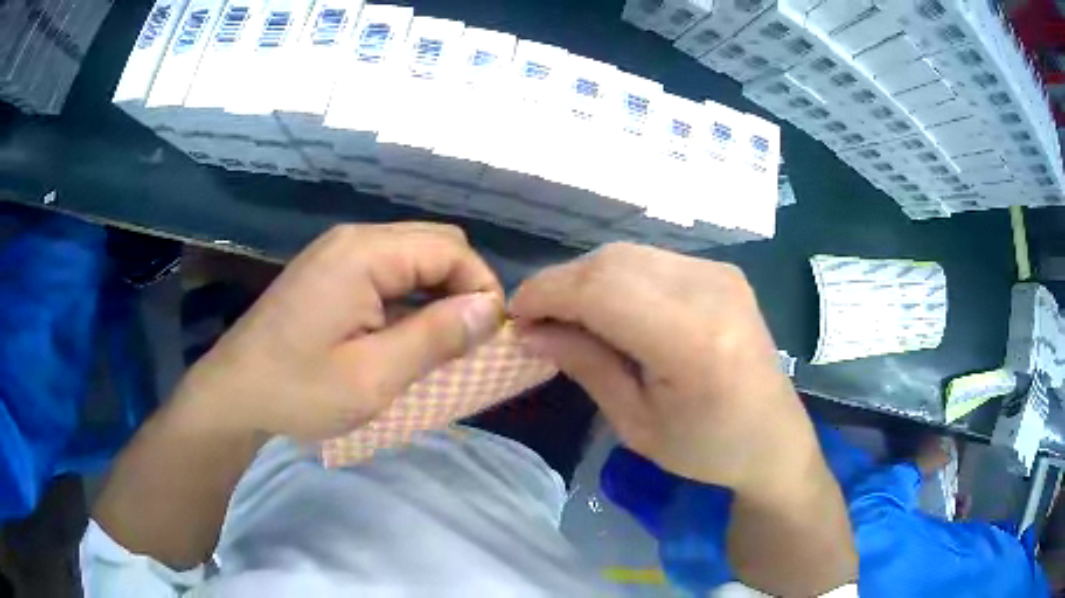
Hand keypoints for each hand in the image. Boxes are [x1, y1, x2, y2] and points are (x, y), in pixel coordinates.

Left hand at [178, 223, 504, 440]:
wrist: (232, 394)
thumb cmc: (298, 390)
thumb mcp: (373, 376)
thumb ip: (435, 337)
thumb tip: (490, 309)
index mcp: (365, 253)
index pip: (451, 249)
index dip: (482, 288)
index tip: (490, 337)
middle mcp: (353, 239)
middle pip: (434, 243)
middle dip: (463, 286)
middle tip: (467, 339)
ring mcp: (337, 252)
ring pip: (412, 256)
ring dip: (436, 292)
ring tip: (442, 341)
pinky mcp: (328, 271)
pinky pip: (386, 270)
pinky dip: (409, 296)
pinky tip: (405, 332)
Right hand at [510, 243, 818, 491]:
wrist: (773, 437)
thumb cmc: (706, 448)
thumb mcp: (636, 424)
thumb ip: (585, 365)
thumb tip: (531, 331)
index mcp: (692, 340)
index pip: (601, 290)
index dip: (547, 294)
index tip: (516, 317)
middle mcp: (711, 290)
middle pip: (611, 262)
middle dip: (561, 285)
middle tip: (538, 320)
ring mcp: (721, 273)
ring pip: (628, 254)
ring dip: (587, 280)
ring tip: (569, 316)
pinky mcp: (723, 271)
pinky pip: (652, 260)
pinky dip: (617, 278)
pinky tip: (611, 309)